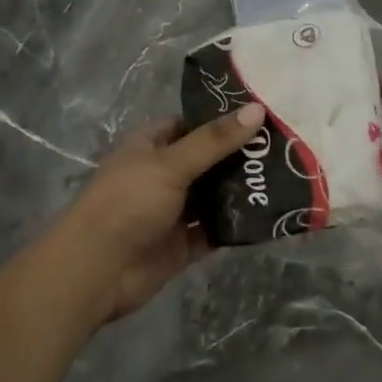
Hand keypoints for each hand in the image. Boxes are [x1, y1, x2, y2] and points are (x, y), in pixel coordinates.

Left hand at [54, 102, 266, 325]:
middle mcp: (163, 174)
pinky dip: (237, 224)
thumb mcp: (171, 164)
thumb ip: (215, 140)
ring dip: (242, 189)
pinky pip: (215, 229)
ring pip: (214, 195)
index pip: (193, 123)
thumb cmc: (127, 203)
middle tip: (287, 146)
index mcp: (151, 145)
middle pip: (208, 159)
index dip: (224, 118)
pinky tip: (269, 215)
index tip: (264, 113)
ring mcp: (172, 210)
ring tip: (287, 176)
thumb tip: (258, 109)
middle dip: (241, 155)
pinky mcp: (182, 244)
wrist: (95, 272)